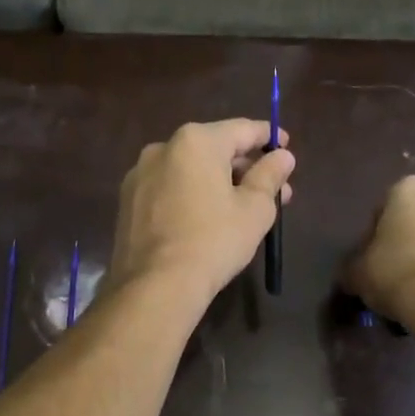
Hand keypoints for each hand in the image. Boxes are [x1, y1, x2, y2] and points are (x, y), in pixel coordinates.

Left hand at [110, 120, 294, 302]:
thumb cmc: (214, 241)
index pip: (242, 129)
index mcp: (196, 141)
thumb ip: (270, 175)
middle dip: (246, 167)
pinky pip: (170, 188)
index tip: (286, 146)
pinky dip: (192, 195)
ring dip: (219, 183)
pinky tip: (207, 220)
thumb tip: (283, 156)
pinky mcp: (128, 201)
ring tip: (243, 208)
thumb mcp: (255, 209)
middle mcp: (163, 147)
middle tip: (274, 190)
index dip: (269, 137)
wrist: (155, 286)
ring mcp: (140, 174)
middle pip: (215, 149)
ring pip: (190, 170)